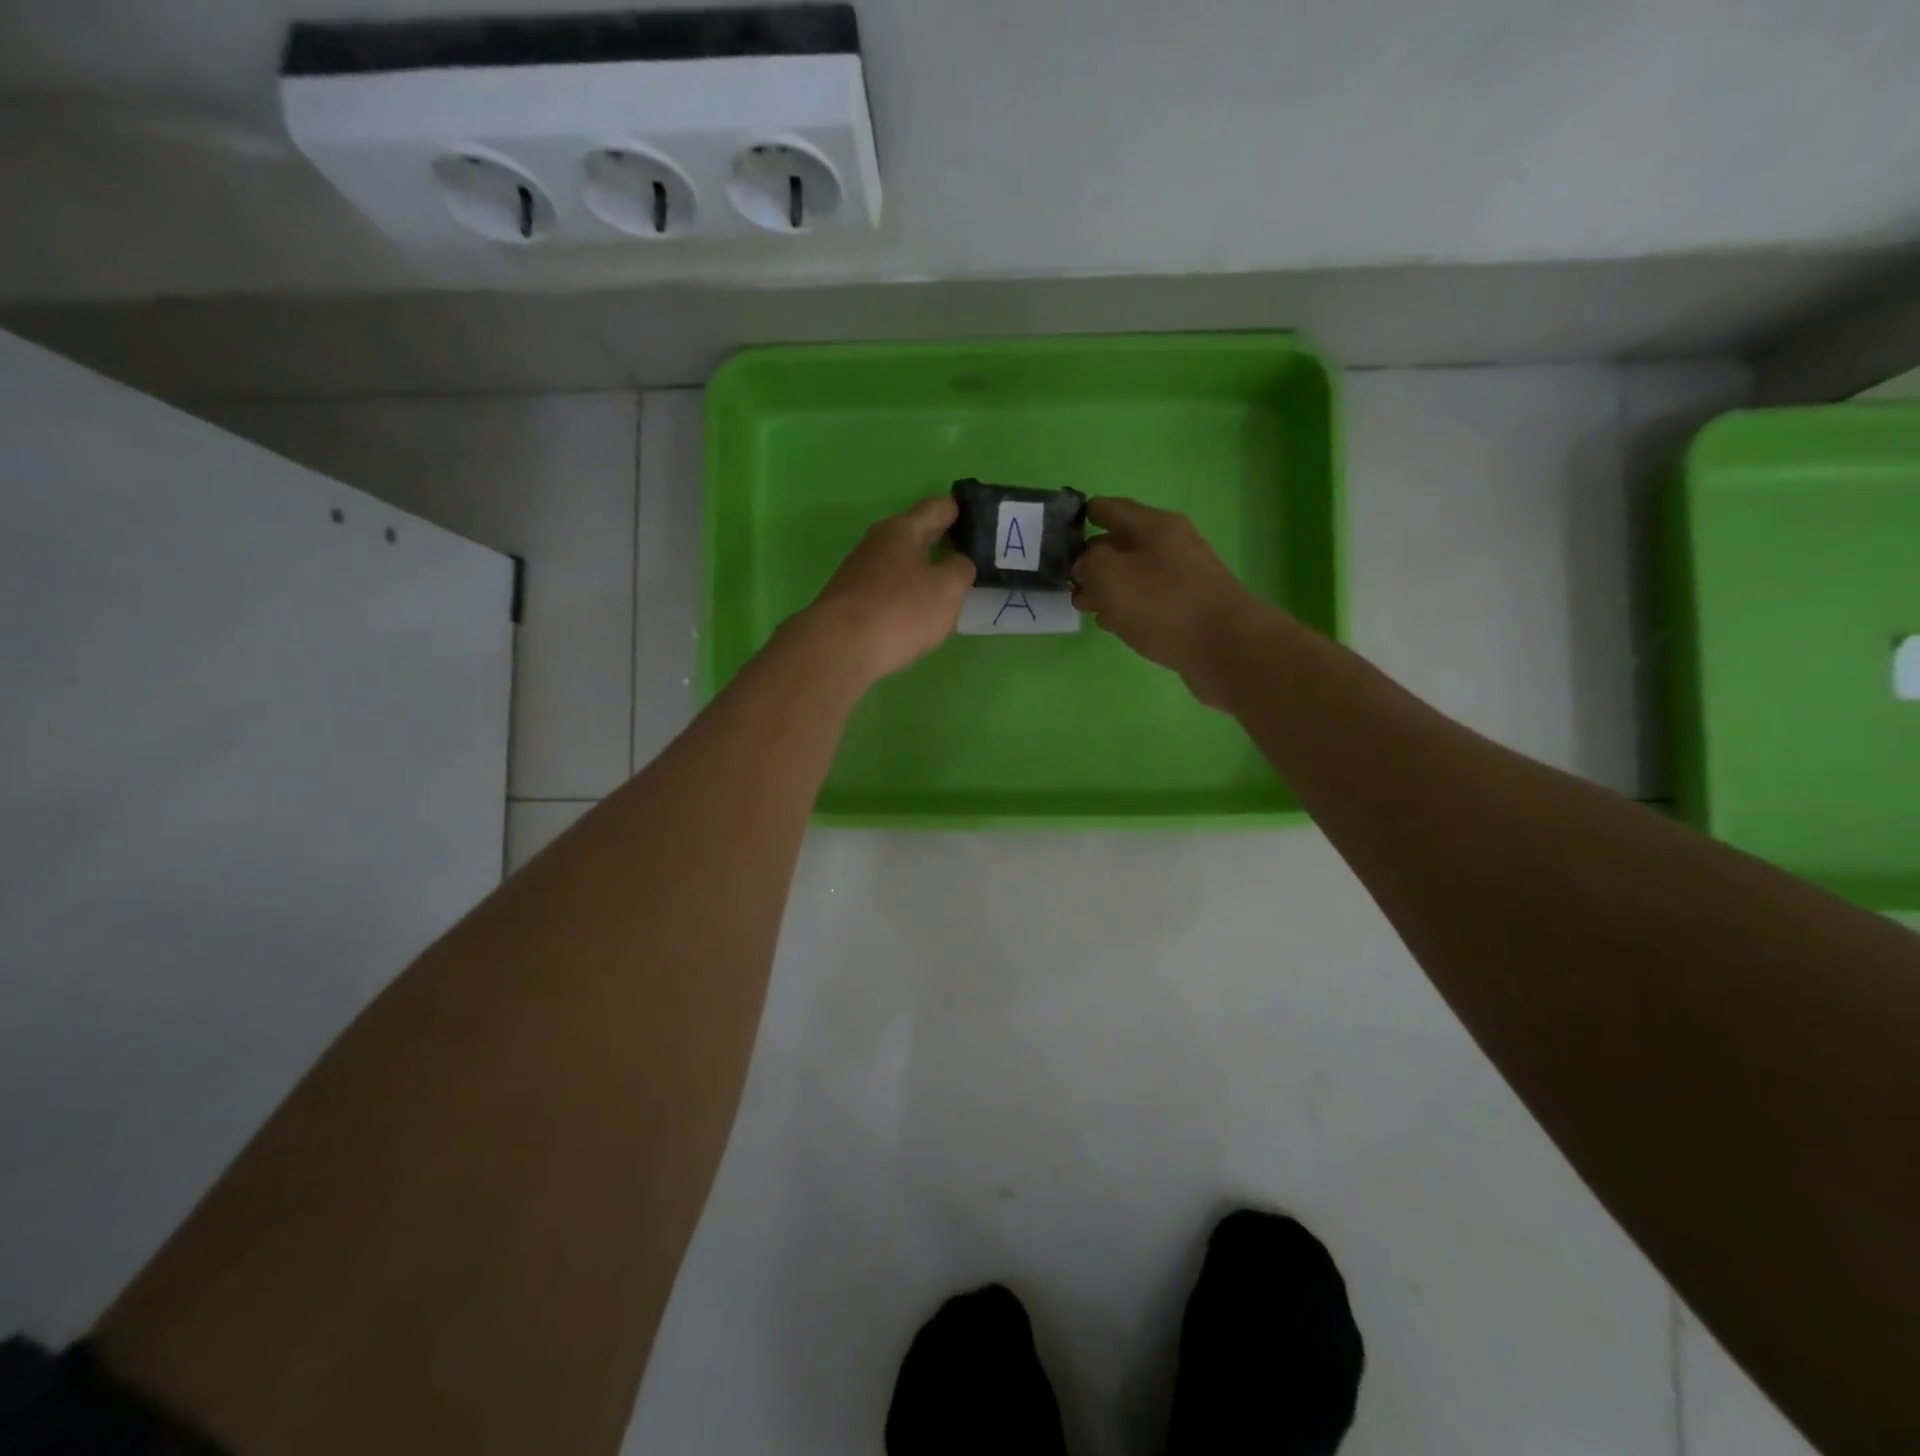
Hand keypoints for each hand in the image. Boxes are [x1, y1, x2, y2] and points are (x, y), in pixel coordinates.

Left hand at [806, 496, 976, 684]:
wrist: (839, 649)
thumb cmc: (900, 610)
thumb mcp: (948, 588)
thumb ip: (961, 569)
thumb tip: (957, 562)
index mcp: (901, 530)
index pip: (937, 507)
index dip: (960, 510)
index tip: (980, 519)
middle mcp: (875, 544)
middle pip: (915, 534)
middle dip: (940, 540)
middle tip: (968, 553)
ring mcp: (857, 573)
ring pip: (898, 564)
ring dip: (920, 570)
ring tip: (944, 587)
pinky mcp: (849, 602)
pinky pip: (886, 590)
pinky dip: (903, 595)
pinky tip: (914, 613)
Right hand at [1070, 497, 1271, 706]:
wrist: (1225, 647)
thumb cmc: (1163, 604)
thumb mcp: (1110, 575)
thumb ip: (1088, 563)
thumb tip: (1085, 565)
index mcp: (1155, 526)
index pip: (1113, 509)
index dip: (1086, 514)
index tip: (1062, 526)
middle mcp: (1173, 545)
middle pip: (1124, 544)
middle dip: (1093, 559)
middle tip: (1068, 580)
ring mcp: (1185, 578)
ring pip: (1136, 575)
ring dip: (1109, 587)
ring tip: (1085, 606)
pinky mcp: (1190, 609)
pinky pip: (1150, 600)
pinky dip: (1128, 607)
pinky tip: (1115, 624)